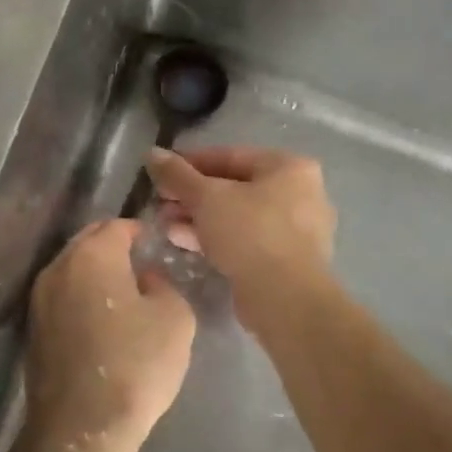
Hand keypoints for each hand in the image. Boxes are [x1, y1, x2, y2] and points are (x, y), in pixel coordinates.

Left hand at [26, 219, 196, 447]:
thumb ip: (163, 285)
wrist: (81, 426)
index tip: (154, 243)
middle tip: (139, 263)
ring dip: (94, 274)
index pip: (116, 226)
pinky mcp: (34, 330)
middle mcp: (58, 268)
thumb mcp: (175, 318)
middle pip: (88, 243)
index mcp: (92, 255)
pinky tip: (101, 321)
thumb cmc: (135, 364)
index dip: (138, 231)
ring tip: (122, 293)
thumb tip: (145, 279)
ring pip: (71, 271)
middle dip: (112, 247)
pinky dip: (81, 299)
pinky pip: (62, 298)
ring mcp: (39, 299)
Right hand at [144, 146, 335, 325]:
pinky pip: (245, 239)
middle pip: (234, 187)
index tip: (160, 172)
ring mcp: (295, 230)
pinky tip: (181, 240)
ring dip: (198, 217)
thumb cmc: (250, 233)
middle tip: (160, 202)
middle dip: (192, 195)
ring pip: (237, 215)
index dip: (190, 163)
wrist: (285, 298)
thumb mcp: (207, 198)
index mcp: (289, 167)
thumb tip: (152, 153)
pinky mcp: (285, 260)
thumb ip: (178, 174)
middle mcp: (299, 193)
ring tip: (164, 224)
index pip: (230, 156)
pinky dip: (215, 237)